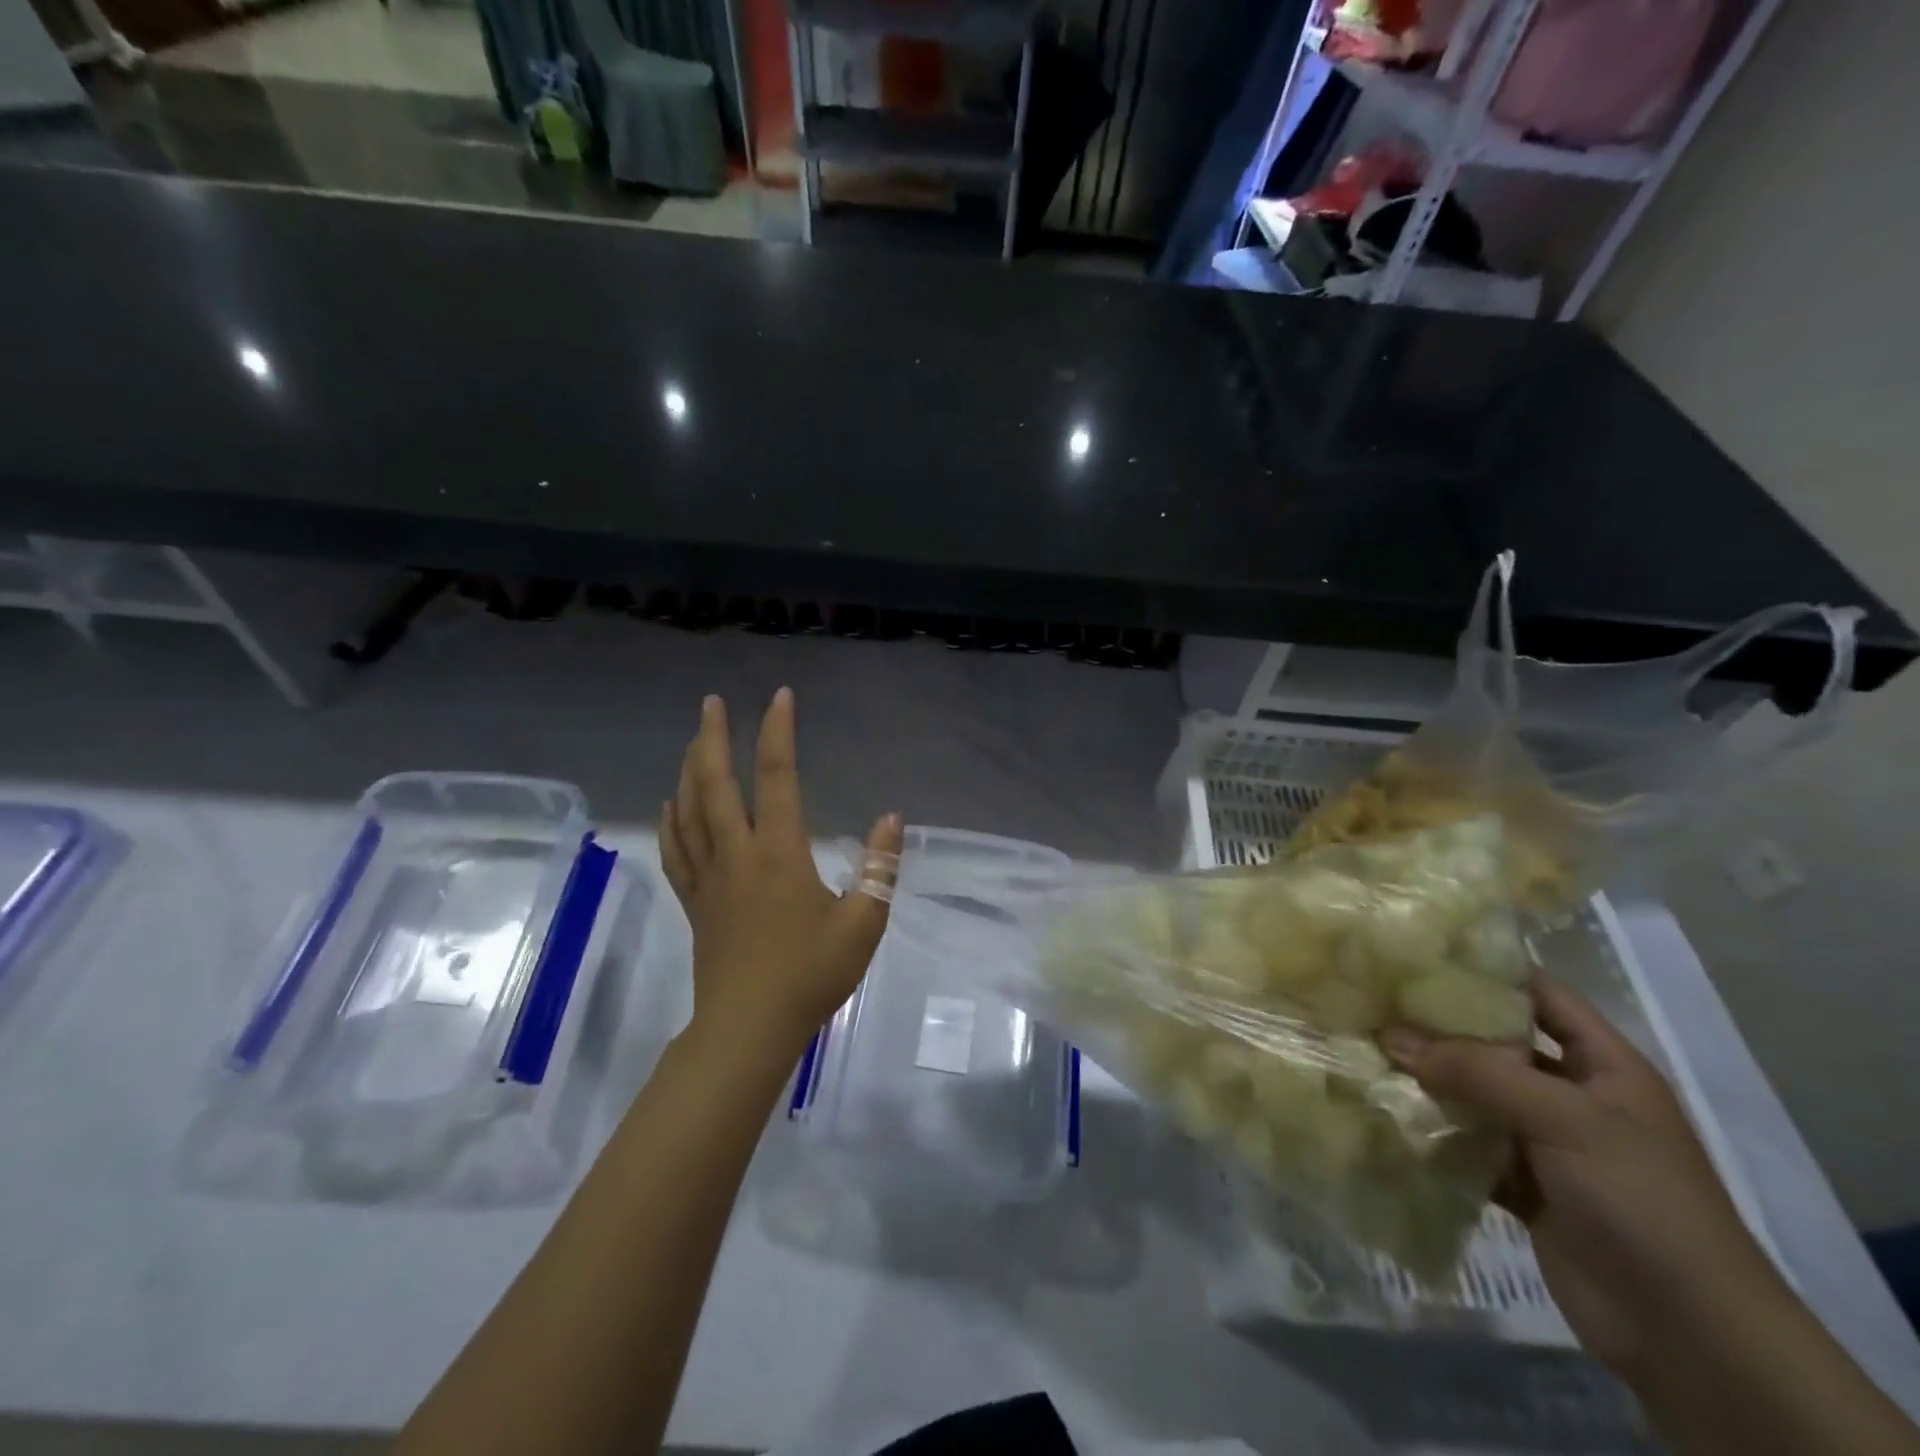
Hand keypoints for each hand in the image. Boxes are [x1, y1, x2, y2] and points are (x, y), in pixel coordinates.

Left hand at [660, 689, 902, 1051]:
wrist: (749, 1029)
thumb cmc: (810, 975)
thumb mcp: (863, 923)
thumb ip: (879, 868)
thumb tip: (891, 818)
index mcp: (779, 852)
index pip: (777, 777)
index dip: (777, 732)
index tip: (779, 697)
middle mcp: (738, 854)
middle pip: (715, 784)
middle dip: (712, 737)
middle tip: (710, 702)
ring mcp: (709, 878)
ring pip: (689, 811)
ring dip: (688, 769)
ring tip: (692, 740)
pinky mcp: (695, 902)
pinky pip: (677, 850)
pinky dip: (671, 820)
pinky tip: (670, 804)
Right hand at [1383, 976, 1784, 1380]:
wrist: (1689, 1334)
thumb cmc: (1641, 1199)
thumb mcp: (1564, 1119)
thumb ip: (1476, 1071)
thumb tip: (1390, 1035)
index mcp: (1603, 1066)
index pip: (1541, 996)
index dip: (1487, 971)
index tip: (1419, 954)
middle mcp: (1574, 1096)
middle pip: (1498, 1045)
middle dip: (1441, 1027)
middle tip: (1375, 1001)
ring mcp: (1548, 1144)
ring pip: (1477, 1096)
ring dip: (1430, 1081)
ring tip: (1366, 1051)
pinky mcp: (1524, 1187)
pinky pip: (1470, 1146)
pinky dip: (1435, 1133)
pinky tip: (1387, 1113)